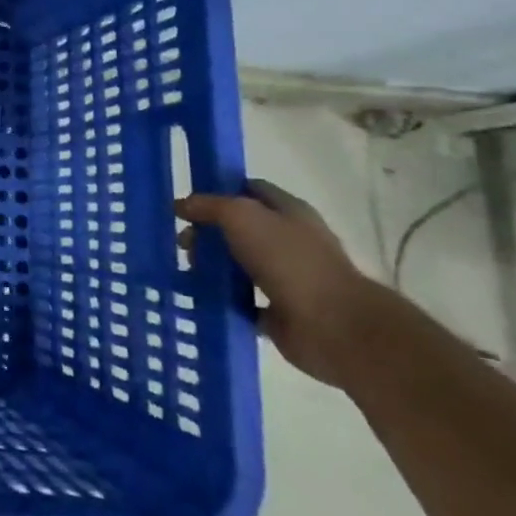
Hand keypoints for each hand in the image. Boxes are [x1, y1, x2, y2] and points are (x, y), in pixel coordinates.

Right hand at [176, 179, 392, 386]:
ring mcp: (286, 277)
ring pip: (238, 264)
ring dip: (211, 266)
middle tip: (182, 244)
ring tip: (186, 271)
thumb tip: (181, 205)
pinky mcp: (279, 311)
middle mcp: (290, 241)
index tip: (188, 202)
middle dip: (207, 232)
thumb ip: (209, 205)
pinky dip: (221, 298)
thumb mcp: (241, 216)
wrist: (334, 327)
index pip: (249, 189)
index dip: (219, 190)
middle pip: (239, 228)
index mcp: (289, 211)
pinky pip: (241, 300)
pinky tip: (198, 296)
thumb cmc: (289, 260)